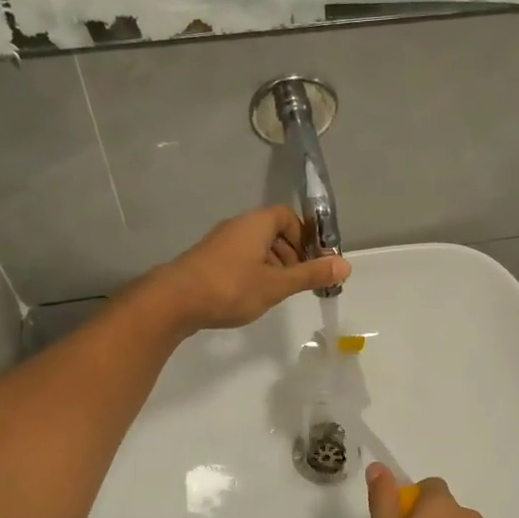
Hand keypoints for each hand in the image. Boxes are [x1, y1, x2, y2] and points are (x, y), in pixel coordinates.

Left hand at [154, 207, 349, 331]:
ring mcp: (219, 244)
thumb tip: (346, 265)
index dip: (303, 236)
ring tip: (276, 293)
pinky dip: (252, 273)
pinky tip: (250, 297)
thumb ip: (310, 274)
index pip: (286, 216)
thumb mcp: (277, 284)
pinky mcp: (206, 261)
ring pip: (255, 248)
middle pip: (272, 232)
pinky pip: (239, 260)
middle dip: (290, 254)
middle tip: (298, 281)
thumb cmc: (230, 287)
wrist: (173, 301)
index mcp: (256, 224)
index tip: (310, 262)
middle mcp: (237, 227)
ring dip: (271, 266)